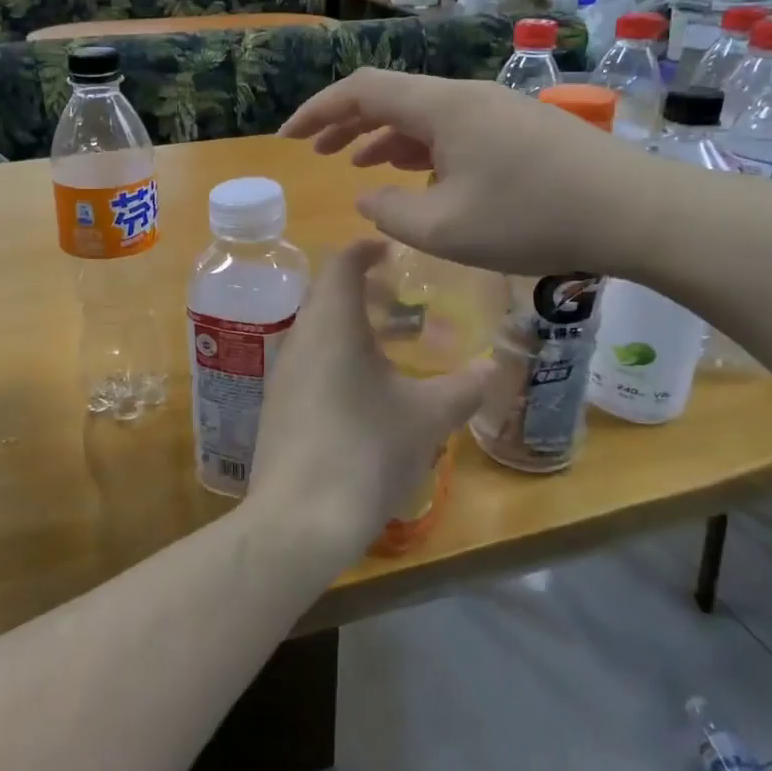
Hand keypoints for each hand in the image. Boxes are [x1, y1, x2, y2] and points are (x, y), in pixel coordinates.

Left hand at [246, 239, 493, 562]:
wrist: (298, 520)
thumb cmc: (365, 451)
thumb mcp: (426, 418)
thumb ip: (463, 388)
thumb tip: (492, 369)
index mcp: (331, 325)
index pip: (342, 264)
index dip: (367, 249)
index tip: (394, 250)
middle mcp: (300, 339)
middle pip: (329, 296)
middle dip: (366, 291)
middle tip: (405, 301)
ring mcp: (283, 375)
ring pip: (319, 332)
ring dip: (354, 328)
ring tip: (394, 345)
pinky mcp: (278, 407)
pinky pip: (310, 363)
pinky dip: (339, 358)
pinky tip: (367, 391)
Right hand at [279, 70, 680, 279]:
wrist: (634, 211)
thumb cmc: (532, 218)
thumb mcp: (445, 228)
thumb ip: (390, 214)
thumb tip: (367, 198)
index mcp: (441, 106)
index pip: (362, 90)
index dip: (318, 110)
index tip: (287, 137)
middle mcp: (465, 97)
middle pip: (391, 97)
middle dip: (346, 122)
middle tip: (315, 151)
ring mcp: (496, 111)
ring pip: (423, 115)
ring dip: (384, 137)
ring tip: (355, 164)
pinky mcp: (519, 131)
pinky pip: (453, 131)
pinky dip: (421, 149)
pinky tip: (416, 176)